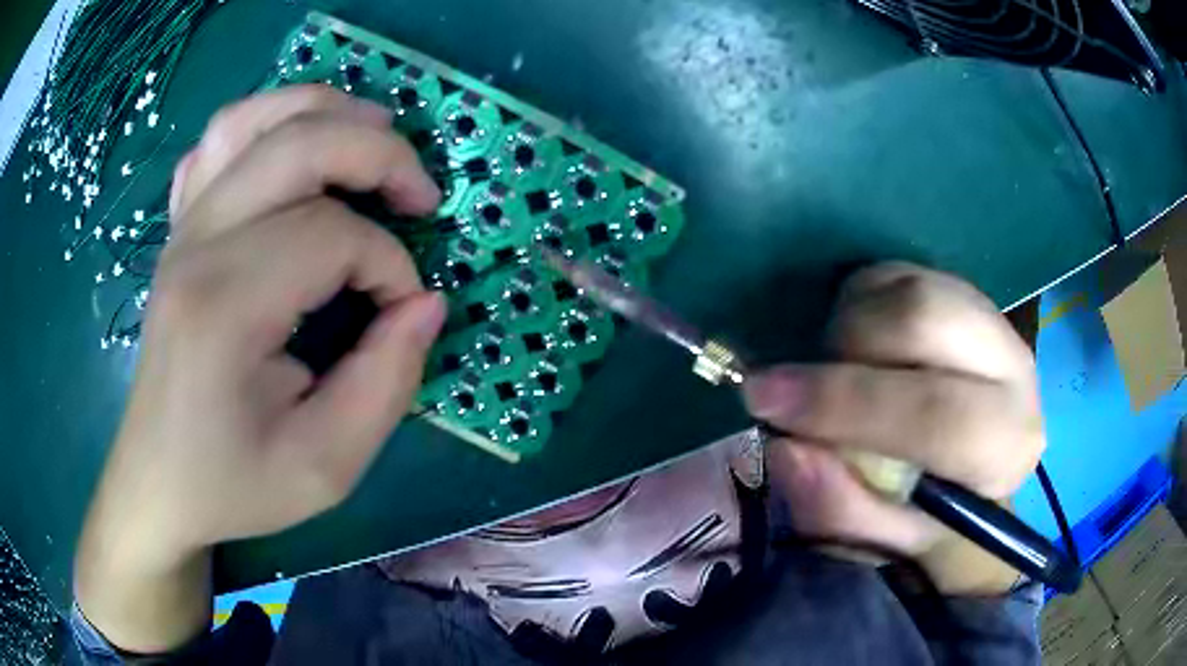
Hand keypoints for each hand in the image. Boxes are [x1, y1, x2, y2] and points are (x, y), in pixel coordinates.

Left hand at [75, 85, 445, 650]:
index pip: (330, 236)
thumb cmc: (233, 484)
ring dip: (325, 110)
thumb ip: (386, 384)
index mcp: (225, 307)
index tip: (403, 315)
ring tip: (373, 134)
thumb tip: (426, 304)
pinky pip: (215, 143)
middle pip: (298, 144)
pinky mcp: (177, 232)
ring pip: (253, 118)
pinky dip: (264, 123)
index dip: (389, 265)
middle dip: (379, 154)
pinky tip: (291, 151)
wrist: (158, 483)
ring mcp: (181, 229)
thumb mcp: (325, 468)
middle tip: (422, 197)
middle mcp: (197, 246)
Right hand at [743, 263, 1043, 594]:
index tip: (766, 400)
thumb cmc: (925, 513)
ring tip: (833, 368)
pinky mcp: (963, 292)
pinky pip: (898, 273)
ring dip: (849, 322)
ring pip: (907, 288)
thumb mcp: (878, 538)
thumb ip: (839, 508)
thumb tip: (788, 450)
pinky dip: (858, 302)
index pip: (936, 412)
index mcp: (1004, 447)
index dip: (846, 403)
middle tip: (795, 383)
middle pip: (922, 321)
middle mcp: (1014, 370)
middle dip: (843, 350)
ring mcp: (991, 320)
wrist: (966, 469)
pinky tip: (856, 345)